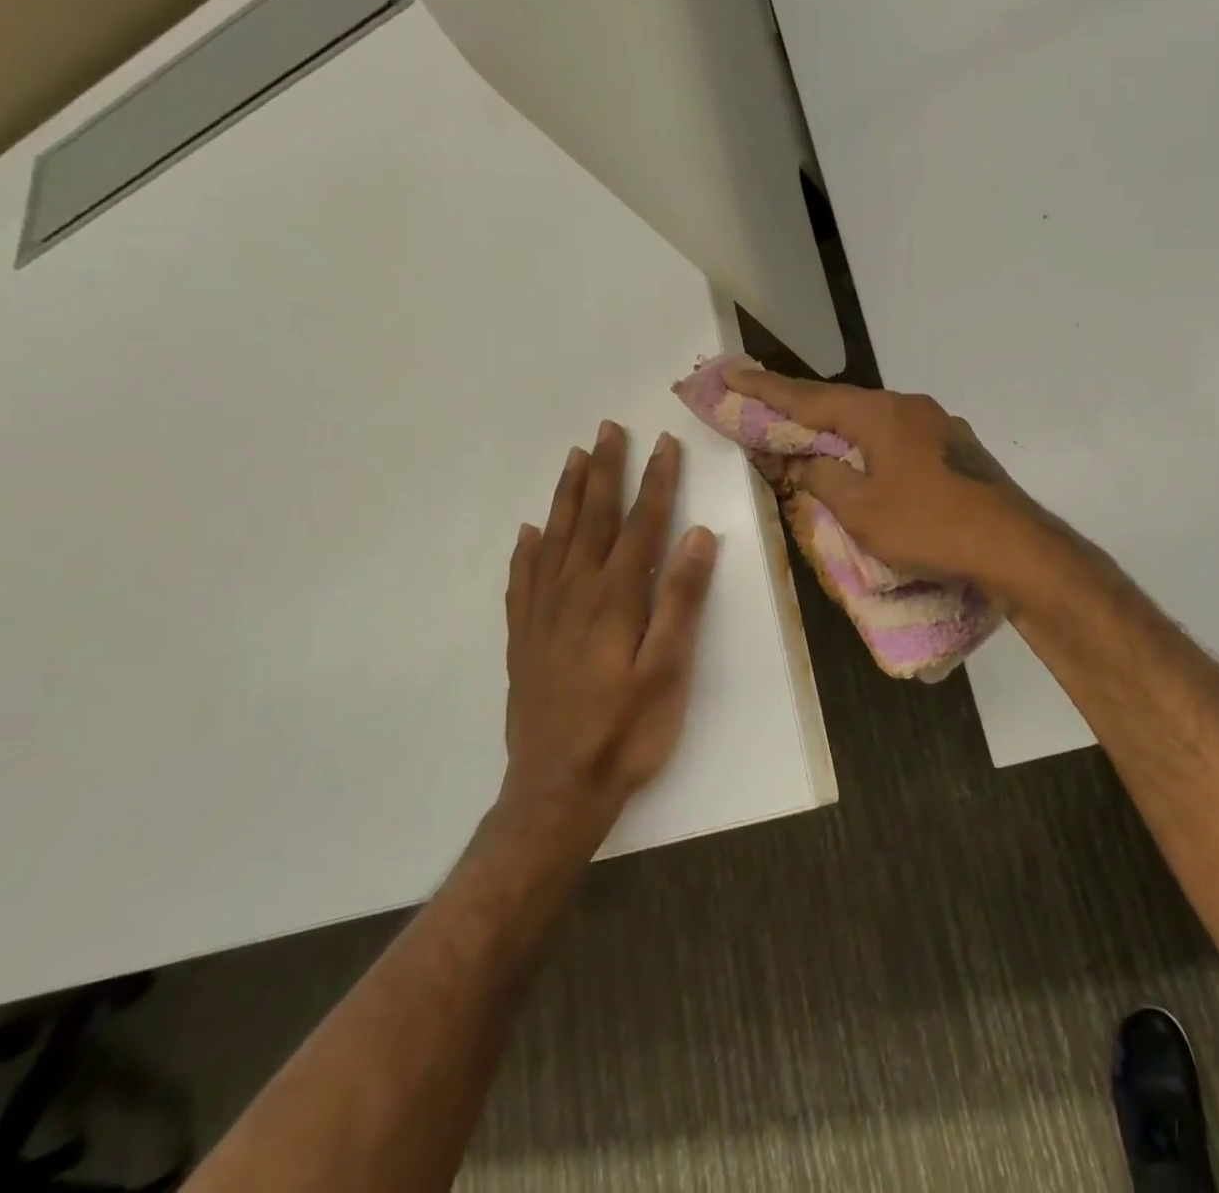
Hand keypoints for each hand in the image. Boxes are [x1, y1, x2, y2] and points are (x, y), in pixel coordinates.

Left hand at [496, 422, 717, 858]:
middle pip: (591, 519)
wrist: (557, 789)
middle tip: (608, 429)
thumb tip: (697, 536)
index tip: (663, 443)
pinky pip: (521, 579)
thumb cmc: (626, 732)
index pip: (640, 525)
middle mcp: (574, 593)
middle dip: (605, 471)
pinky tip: (528, 533)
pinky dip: (526, 549)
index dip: (655, 482)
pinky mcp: (523, 638)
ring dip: (567, 495)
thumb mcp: (668, 670)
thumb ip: (682, 601)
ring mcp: (543, 614)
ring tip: (574, 458)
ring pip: (554, 538)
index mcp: (616, 599)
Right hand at [726, 370, 1049, 598]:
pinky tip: (869, 467)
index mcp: (880, 415)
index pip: (810, 398)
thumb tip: (805, 465)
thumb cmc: (929, 526)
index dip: (766, 389)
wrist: (1013, 546)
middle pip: (843, 406)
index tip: (732, 373)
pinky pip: (900, 441)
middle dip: (803, 411)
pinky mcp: (957, 450)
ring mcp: (940, 426)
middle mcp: (910, 408)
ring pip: (875, 424)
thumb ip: (824, 480)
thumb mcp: (862, 510)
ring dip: (840, 432)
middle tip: (766, 411)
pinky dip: (872, 449)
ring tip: (812, 442)